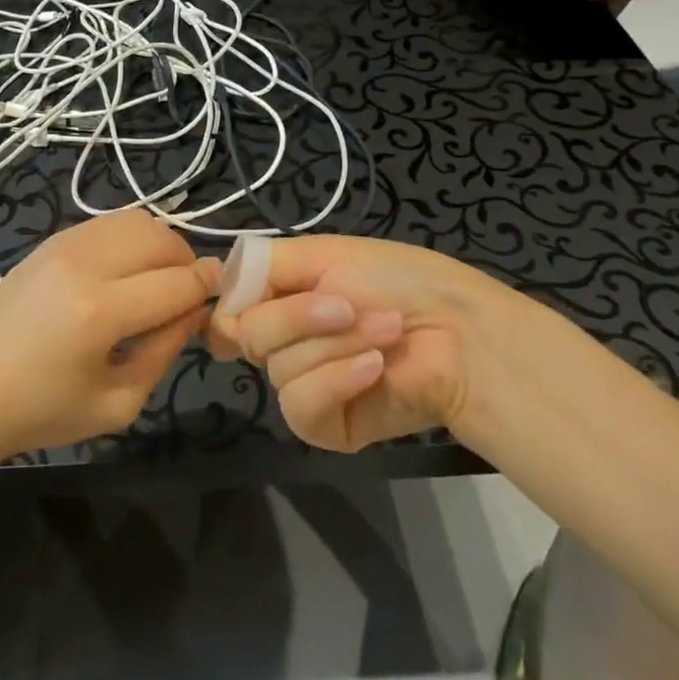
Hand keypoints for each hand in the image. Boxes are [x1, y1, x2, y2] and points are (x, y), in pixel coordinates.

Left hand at [0, 208, 210, 461]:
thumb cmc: (41, 411)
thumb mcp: (117, 402)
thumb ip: (164, 352)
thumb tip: (194, 312)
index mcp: (100, 312)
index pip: (178, 284)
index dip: (208, 289)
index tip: (222, 297)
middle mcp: (85, 264)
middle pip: (162, 239)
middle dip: (188, 263)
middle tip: (187, 295)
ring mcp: (65, 244)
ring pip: (138, 220)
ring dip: (161, 245)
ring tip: (158, 280)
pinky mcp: (52, 239)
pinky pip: (109, 223)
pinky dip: (132, 238)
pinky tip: (126, 270)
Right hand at [210, 236, 534, 452]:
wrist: (460, 332)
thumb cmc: (396, 280)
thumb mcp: (323, 253)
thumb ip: (263, 267)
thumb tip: (218, 291)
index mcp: (281, 300)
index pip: (228, 311)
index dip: (233, 306)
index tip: (252, 297)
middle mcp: (285, 342)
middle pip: (249, 335)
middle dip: (301, 316)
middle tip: (350, 305)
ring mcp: (304, 384)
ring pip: (279, 367)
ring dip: (336, 344)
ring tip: (384, 332)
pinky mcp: (326, 425)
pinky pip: (302, 404)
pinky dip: (337, 379)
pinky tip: (374, 368)